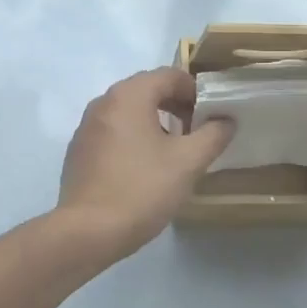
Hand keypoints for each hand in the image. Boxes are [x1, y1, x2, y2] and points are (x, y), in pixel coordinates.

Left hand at [54, 68, 234, 263]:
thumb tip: (226, 120)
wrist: (86, 232)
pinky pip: (114, 131)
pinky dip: (134, 137)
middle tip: (197, 132)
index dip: (196, 91)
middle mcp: (104, 101)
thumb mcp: (188, 162)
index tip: (212, 116)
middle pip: (148, 89)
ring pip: (130, 111)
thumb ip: (213, 135)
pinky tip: (145, 168)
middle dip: (176, 105)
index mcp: (129, 95)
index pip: (170, 75)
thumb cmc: (141, 189)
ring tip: (174, 151)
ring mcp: (87, 126)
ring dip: (156, 121)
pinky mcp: (79, 150)